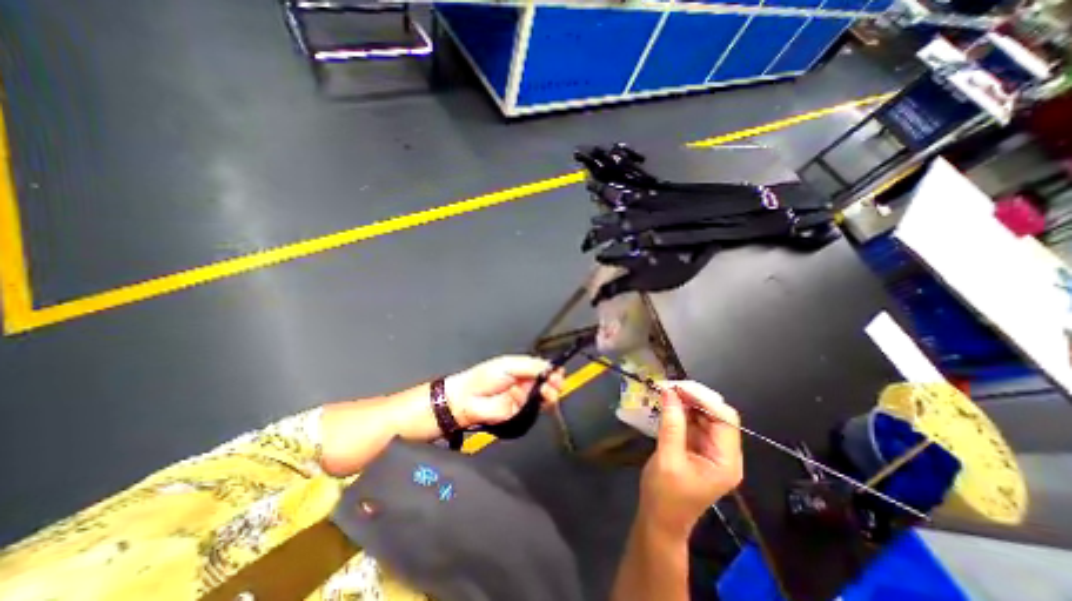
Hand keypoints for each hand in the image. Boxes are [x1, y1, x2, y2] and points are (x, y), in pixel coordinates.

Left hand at [445, 354, 564, 429]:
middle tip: (556, 379)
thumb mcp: (508, 365)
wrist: (467, 401)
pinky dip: (545, 402)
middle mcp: (525, 381)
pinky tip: (545, 397)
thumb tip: (549, 366)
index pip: (542, 367)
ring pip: (546, 393)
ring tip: (549, 388)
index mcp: (521, 367)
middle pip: (547, 380)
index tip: (558, 369)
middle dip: (554, 379)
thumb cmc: (482, 379)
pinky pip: (539, 407)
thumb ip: (530, 366)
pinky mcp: (523, 411)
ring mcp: (524, 396)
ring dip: (552, 390)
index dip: (551, 368)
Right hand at [639, 377, 743, 536]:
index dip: (704, 399)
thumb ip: (671, 424)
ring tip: (666, 391)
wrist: (660, 519)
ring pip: (705, 415)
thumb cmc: (665, 496)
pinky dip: (681, 410)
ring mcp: (711, 449)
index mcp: (726, 460)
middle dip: (695, 397)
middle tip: (669, 386)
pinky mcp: (698, 447)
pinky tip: (668, 403)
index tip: (678, 387)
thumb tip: (669, 392)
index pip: (725, 419)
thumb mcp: (667, 459)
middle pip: (717, 415)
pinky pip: (693, 421)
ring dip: (687, 401)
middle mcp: (724, 452)